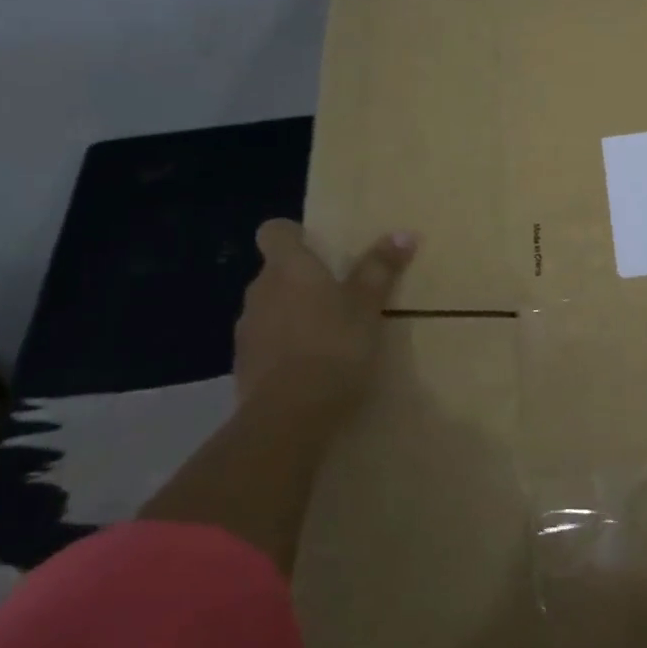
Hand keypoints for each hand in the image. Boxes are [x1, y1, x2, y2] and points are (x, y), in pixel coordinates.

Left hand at [232, 219, 416, 430]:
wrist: (289, 416)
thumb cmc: (334, 345)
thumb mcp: (367, 305)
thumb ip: (380, 269)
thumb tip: (403, 233)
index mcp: (288, 268)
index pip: (274, 231)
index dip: (294, 235)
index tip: (319, 248)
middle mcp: (259, 291)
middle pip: (276, 272)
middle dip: (302, 279)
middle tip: (339, 293)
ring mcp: (247, 331)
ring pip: (270, 309)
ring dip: (293, 314)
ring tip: (328, 334)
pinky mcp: (244, 367)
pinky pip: (267, 344)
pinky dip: (285, 348)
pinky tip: (312, 367)